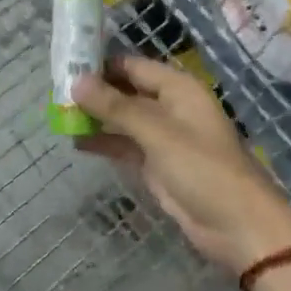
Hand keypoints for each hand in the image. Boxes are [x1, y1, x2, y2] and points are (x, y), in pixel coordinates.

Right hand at [74, 56, 290, 275]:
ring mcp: (163, 138)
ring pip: (123, 120)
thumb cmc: (202, 168)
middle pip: (126, 91)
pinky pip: (126, 146)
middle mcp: (170, 107)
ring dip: (96, 119)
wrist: (237, 226)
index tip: (65, 64)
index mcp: (178, 89)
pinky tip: (76, 142)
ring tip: (58, 116)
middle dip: (94, 92)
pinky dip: (104, 143)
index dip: (101, 64)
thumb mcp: (157, 133)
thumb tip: (76, 82)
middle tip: (53, 92)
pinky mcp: (157, 165)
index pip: (133, 66)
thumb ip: (116, 107)